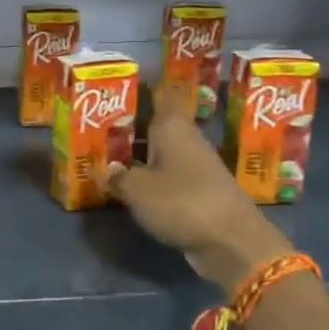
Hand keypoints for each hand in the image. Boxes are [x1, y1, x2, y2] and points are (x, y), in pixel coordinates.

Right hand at [108, 86, 290, 297]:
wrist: (231, 241)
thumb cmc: (182, 202)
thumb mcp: (138, 190)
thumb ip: (118, 177)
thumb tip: (106, 171)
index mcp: (173, 127)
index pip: (160, 95)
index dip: (142, 88)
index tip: (119, 88)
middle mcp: (186, 140)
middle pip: (156, 125)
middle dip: (130, 126)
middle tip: (97, 127)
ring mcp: (195, 166)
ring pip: (160, 152)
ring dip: (138, 154)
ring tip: (107, 156)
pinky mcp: (199, 192)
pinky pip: (167, 176)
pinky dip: (150, 178)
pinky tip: (130, 186)